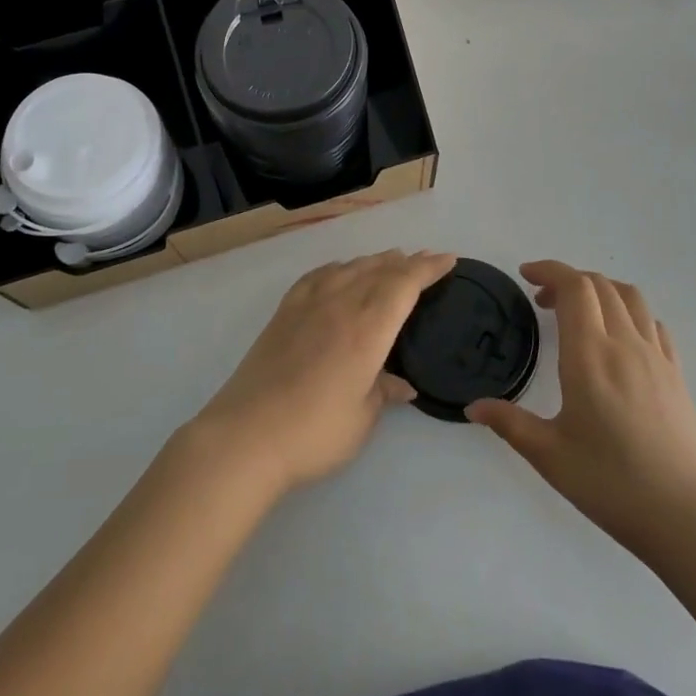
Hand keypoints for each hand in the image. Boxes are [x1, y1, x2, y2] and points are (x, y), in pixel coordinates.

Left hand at [192, 250, 455, 494]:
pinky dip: (337, 268)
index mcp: (367, 328)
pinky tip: (339, 271)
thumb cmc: (315, 432)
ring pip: (349, 268)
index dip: (428, 269)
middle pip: (378, 270)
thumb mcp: (362, 418)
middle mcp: (340, 305)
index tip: (448, 259)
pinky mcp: (283, 313)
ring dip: (374, 261)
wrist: (247, 435)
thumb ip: (384, 392)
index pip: (405, 284)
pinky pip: (317, 276)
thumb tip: (403, 384)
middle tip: (426, 259)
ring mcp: (308, 305)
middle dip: (406, 262)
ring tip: (390, 260)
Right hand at [467, 260, 695, 559]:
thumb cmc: (609, 482)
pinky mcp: (675, 374)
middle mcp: (625, 343)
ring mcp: (656, 356)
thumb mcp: (548, 455)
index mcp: (590, 354)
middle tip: (542, 302)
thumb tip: (473, 407)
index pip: (574, 287)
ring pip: (630, 297)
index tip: (526, 275)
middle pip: (600, 285)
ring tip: (580, 312)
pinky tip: (618, 338)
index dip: (549, 270)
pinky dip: (629, 312)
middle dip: (568, 280)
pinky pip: (653, 323)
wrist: (685, 515)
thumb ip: (509, 423)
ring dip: (601, 290)